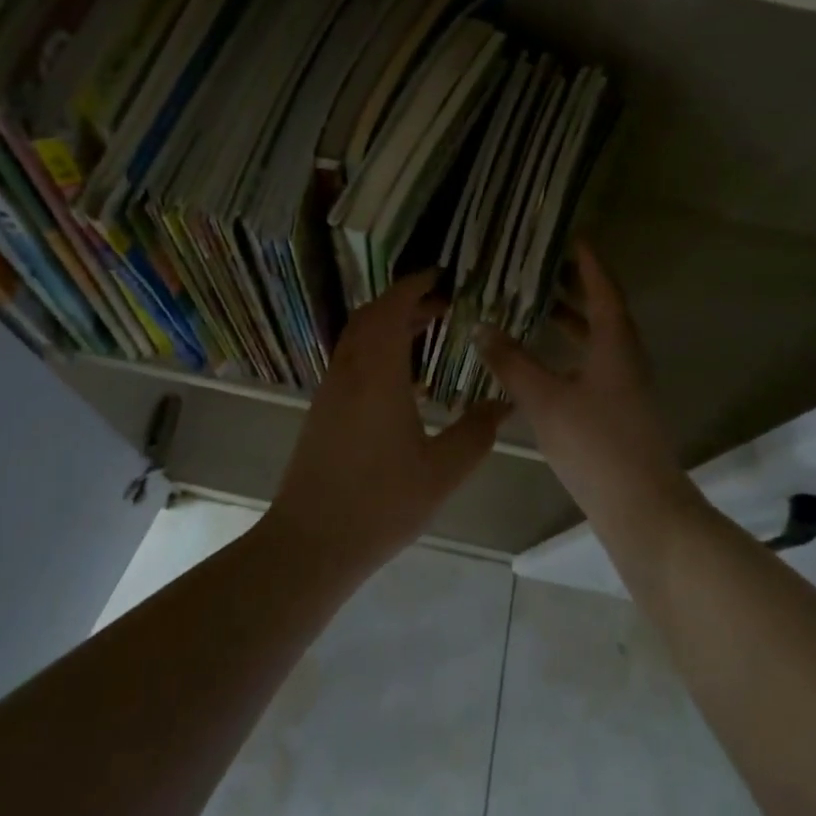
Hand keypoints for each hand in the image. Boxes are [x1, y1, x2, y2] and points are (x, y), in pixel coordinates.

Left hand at [268, 271, 508, 579]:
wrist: (311, 541)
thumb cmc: (380, 503)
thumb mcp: (441, 471)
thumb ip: (476, 433)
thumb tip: (503, 405)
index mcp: (377, 374)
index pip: (392, 309)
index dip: (414, 285)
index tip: (440, 274)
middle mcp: (349, 372)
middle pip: (371, 317)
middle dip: (404, 301)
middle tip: (441, 303)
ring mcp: (331, 390)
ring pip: (357, 338)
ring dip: (388, 325)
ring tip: (426, 332)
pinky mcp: (322, 410)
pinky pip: (350, 360)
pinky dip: (376, 349)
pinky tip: (402, 378)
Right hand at [476, 242, 682, 503]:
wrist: (642, 508)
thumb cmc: (595, 445)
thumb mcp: (546, 400)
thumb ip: (512, 363)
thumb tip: (482, 327)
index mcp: (615, 343)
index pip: (602, 288)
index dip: (587, 262)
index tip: (570, 237)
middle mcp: (626, 357)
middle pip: (602, 310)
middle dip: (574, 288)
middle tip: (540, 268)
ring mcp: (626, 385)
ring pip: (597, 340)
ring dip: (570, 321)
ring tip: (534, 308)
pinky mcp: (620, 409)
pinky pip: (593, 364)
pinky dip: (569, 352)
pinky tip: (543, 364)